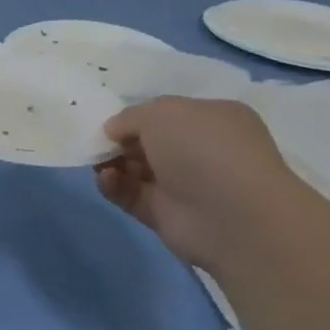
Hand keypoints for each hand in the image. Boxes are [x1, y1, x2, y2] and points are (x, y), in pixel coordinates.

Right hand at [94, 96, 303, 270]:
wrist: (233, 217)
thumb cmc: (203, 149)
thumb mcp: (162, 112)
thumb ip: (130, 116)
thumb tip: (113, 131)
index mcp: (212, 119)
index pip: (167, 114)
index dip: (136, 116)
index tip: (109, 122)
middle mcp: (200, 151)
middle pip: (148, 142)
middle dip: (119, 141)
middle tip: (97, 143)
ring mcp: (184, 185)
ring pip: (136, 169)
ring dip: (112, 163)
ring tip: (99, 163)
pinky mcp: (165, 214)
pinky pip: (130, 195)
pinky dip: (113, 186)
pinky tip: (107, 179)